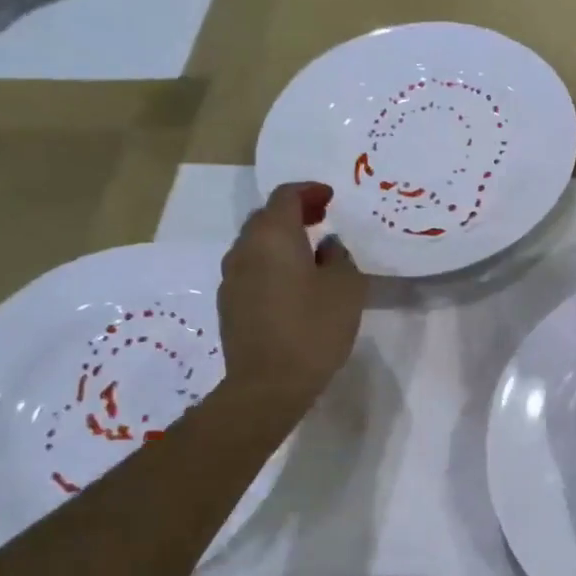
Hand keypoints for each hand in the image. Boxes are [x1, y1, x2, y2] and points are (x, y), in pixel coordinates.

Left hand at [219, 182, 366, 418]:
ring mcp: (232, 278)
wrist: (268, 384)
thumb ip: (339, 257)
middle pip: (266, 217)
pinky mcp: (230, 304)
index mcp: (273, 236)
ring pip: (257, 245)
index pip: (286, 196)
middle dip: (294, 213)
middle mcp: (245, 249)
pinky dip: (272, 265)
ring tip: (310, 253)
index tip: (330, 197)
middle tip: (321, 219)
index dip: (309, 191)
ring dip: (281, 241)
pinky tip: (293, 285)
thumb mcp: (346, 287)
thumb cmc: (313, 328)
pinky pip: (252, 270)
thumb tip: (327, 246)